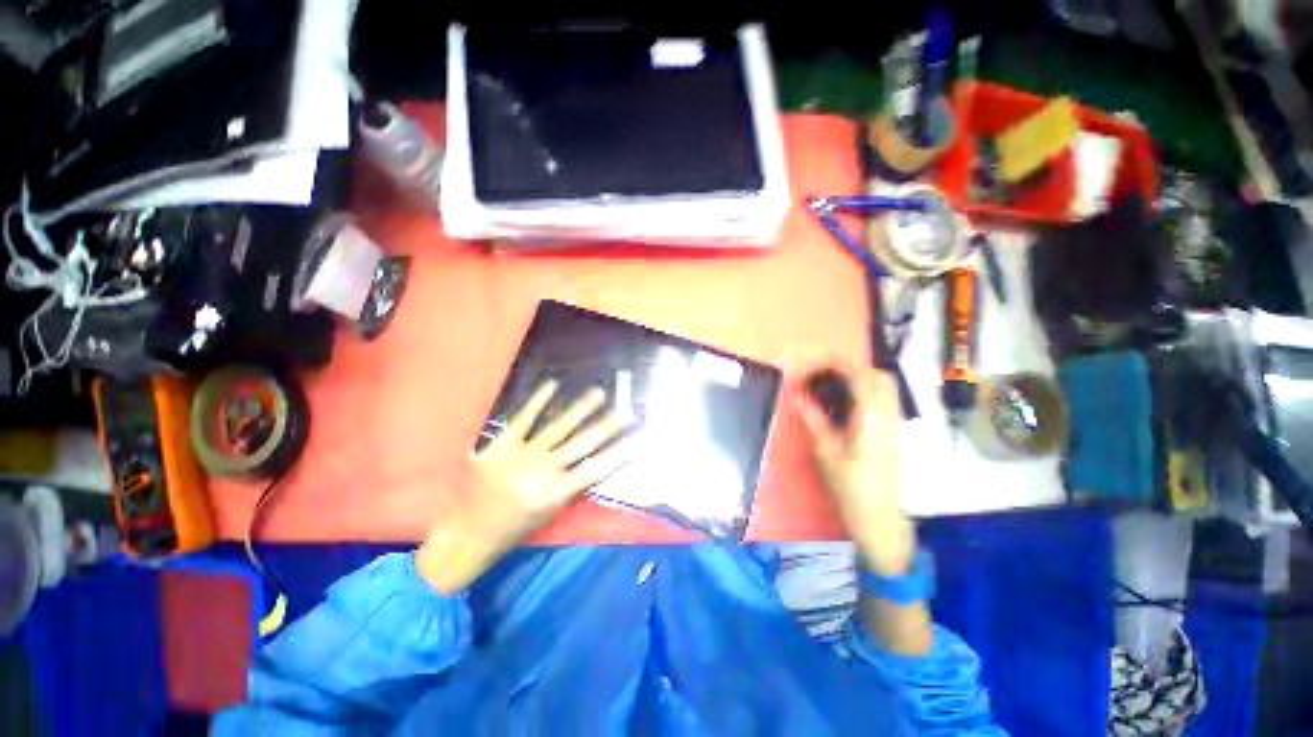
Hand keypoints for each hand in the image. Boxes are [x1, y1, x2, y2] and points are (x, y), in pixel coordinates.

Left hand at [417, 380, 628, 592]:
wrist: (465, 533)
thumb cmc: (508, 530)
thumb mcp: (546, 517)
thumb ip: (568, 491)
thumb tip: (589, 469)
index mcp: (555, 493)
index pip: (595, 470)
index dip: (617, 456)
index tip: (634, 442)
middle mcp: (544, 470)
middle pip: (583, 444)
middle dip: (607, 427)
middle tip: (625, 412)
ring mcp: (524, 454)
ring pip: (559, 427)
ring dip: (581, 409)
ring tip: (599, 393)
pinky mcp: (503, 445)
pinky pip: (524, 419)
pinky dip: (538, 401)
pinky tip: (553, 385)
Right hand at [797, 367, 913, 575]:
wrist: (882, 520)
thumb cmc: (851, 489)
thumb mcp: (827, 454)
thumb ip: (814, 419)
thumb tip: (798, 395)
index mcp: (871, 420)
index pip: (862, 378)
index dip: (841, 364)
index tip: (820, 361)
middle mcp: (889, 417)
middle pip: (880, 377)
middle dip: (855, 368)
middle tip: (826, 374)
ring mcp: (895, 425)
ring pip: (886, 388)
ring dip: (861, 379)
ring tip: (833, 386)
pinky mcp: (895, 434)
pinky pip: (885, 401)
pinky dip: (867, 393)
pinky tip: (846, 405)